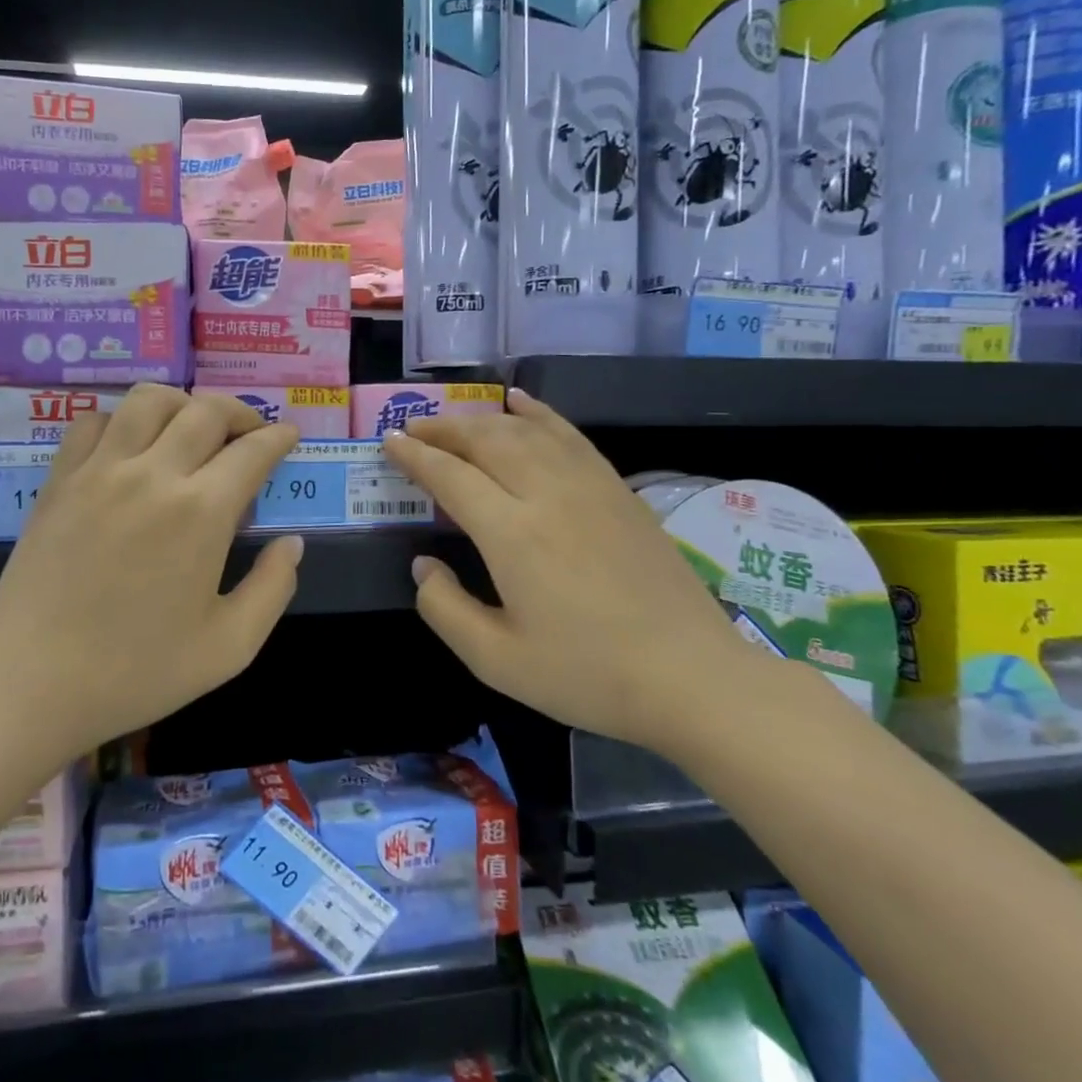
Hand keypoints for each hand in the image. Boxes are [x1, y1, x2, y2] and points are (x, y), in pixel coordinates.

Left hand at [0, 385, 302, 763]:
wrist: (29, 684)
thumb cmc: (136, 673)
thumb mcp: (229, 647)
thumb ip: (273, 589)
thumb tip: (292, 543)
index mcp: (201, 513)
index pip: (252, 451)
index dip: (278, 438)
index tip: (289, 436)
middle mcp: (153, 474)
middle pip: (206, 411)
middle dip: (241, 413)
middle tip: (250, 434)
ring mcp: (100, 471)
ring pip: (149, 400)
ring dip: (184, 404)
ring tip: (193, 428)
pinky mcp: (60, 480)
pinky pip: (95, 421)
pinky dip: (123, 419)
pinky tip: (131, 446)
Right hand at [381, 389, 772, 753]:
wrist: (692, 677)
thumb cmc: (588, 674)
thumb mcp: (496, 661)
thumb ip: (444, 609)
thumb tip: (422, 566)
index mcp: (513, 534)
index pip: (451, 476)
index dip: (415, 456)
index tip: (389, 442)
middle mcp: (548, 494)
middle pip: (486, 441)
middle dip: (442, 429)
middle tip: (412, 428)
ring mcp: (589, 486)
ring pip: (525, 431)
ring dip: (482, 419)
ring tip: (454, 421)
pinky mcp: (618, 490)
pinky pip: (569, 435)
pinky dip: (539, 413)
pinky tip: (521, 403)